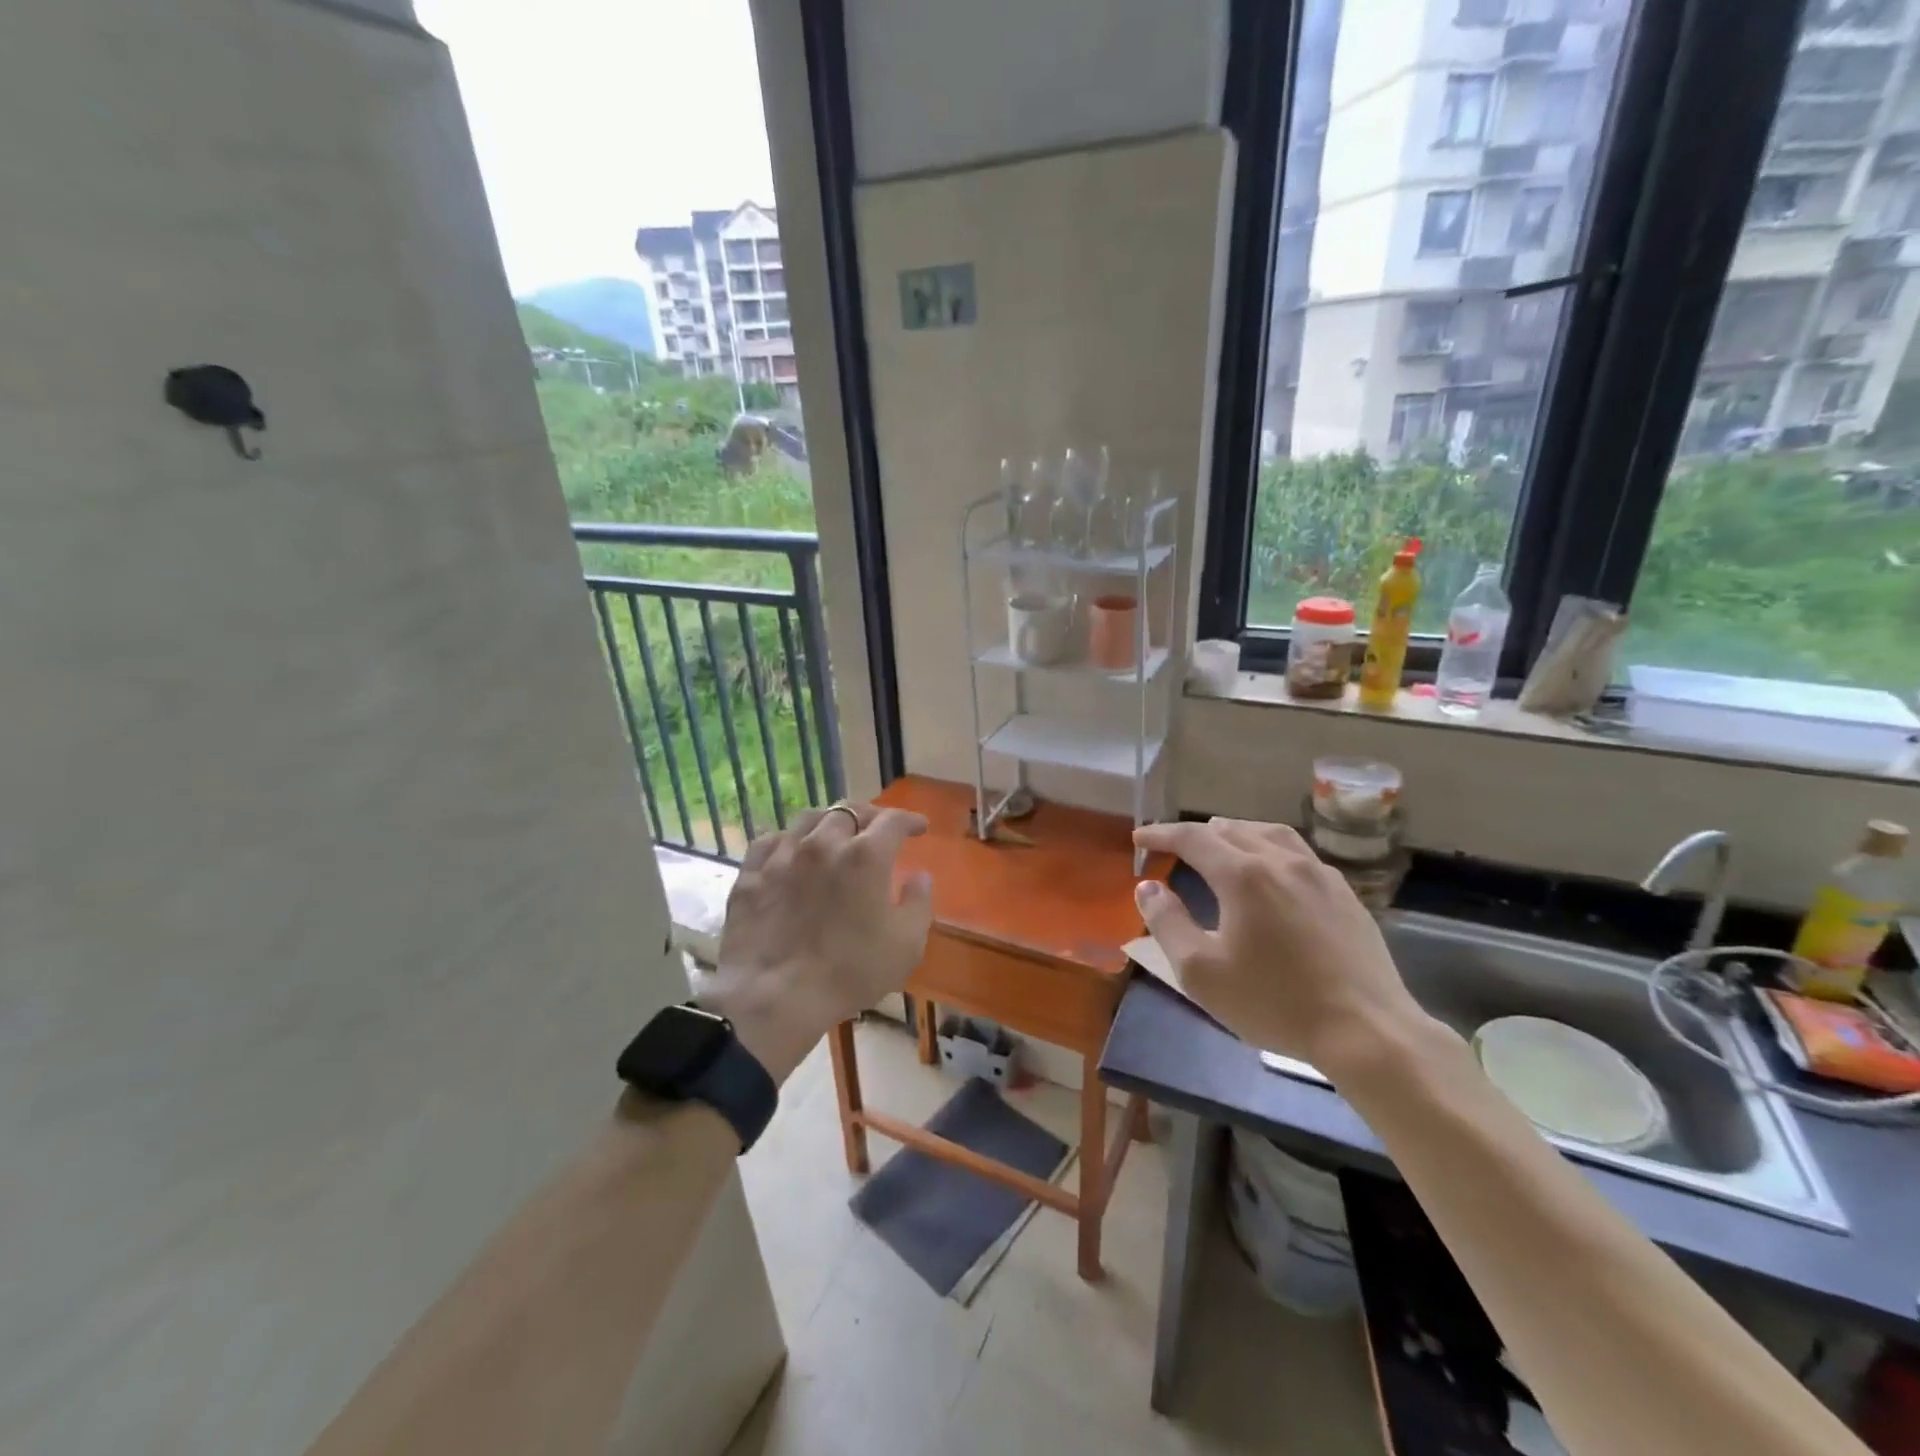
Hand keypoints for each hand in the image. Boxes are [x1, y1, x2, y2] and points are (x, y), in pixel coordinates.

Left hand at [702, 802, 933, 1082]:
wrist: (774, 997)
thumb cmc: (850, 972)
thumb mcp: (906, 945)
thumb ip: (919, 903)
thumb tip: (920, 876)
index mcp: (866, 855)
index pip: (893, 820)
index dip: (910, 820)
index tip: (920, 828)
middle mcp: (824, 842)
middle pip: (850, 811)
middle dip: (870, 816)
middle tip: (877, 831)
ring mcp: (783, 855)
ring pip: (809, 818)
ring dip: (829, 821)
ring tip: (836, 834)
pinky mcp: (751, 873)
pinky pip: (770, 840)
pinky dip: (789, 839)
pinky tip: (792, 850)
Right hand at [1131, 818, 1423, 1066]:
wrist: (1368, 1032)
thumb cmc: (1275, 1003)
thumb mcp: (1201, 972)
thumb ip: (1167, 923)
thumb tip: (1148, 887)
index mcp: (1243, 875)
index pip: (1192, 838)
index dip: (1161, 834)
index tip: (1139, 839)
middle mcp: (1281, 861)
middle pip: (1230, 829)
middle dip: (1195, 834)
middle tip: (1173, 848)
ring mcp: (1319, 874)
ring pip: (1268, 834)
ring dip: (1235, 834)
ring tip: (1220, 844)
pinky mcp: (1344, 894)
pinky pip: (1297, 852)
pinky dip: (1269, 848)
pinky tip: (1271, 871)